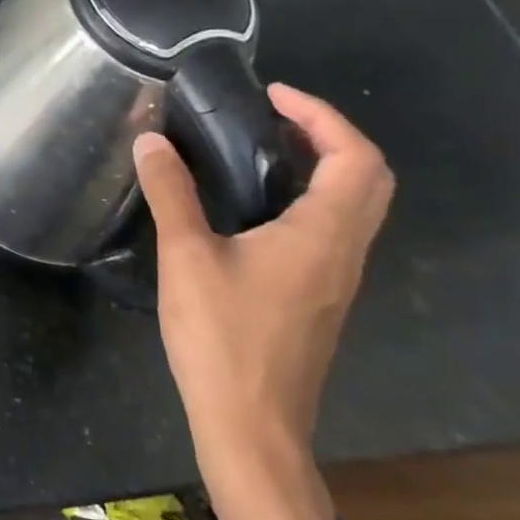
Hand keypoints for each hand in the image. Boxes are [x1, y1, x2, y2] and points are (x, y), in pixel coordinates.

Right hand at [134, 83, 393, 519]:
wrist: (252, 424)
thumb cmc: (224, 337)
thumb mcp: (187, 257)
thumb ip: (171, 193)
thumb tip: (151, 140)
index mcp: (322, 236)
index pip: (355, 159)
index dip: (321, 116)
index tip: (270, 95)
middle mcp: (343, 252)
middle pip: (368, 178)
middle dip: (328, 134)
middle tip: (271, 114)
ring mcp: (335, 277)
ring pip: (354, 204)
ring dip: (321, 164)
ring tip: (258, 145)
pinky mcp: (318, 295)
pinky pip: (331, 227)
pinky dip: (308, 195)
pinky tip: (253, 201)